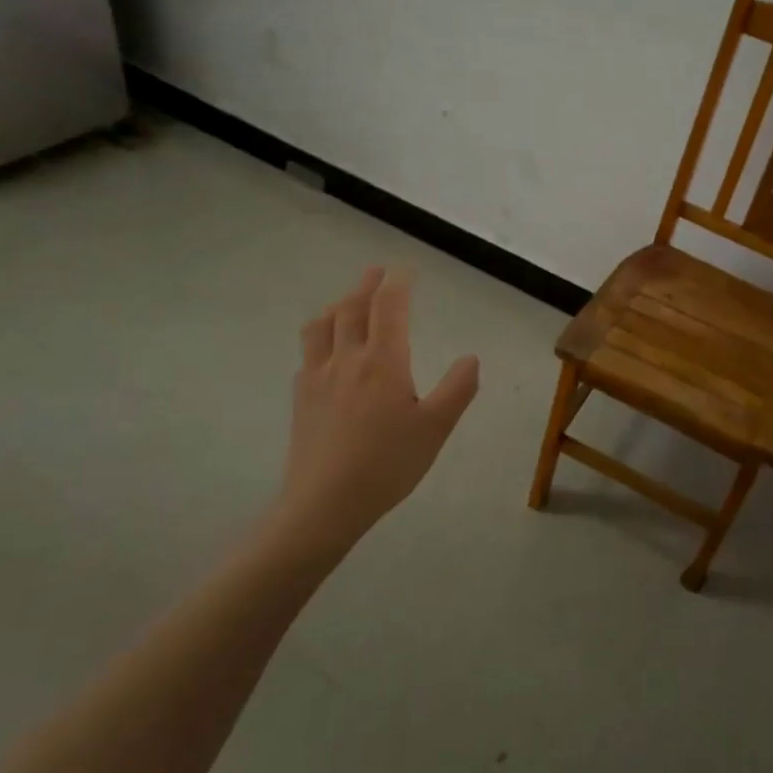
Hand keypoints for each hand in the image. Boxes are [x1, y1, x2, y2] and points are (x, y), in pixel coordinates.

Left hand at [274, 266, 479, 559]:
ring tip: (347, 302)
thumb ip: (458, 388)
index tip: (405, 269)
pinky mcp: (300, 398)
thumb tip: (471, 357)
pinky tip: (325, 350)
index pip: (389, 307)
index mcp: (383, 361)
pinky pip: (308, 353)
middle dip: (366, 286)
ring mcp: (318, 377)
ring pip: (322, 326)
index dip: (398, 283)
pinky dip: (320, 336)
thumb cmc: (388, 463)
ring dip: (338, 305)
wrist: (326, 502)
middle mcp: (346, 359)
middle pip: (352, 309)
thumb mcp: (436, 427)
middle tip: (377, 272)